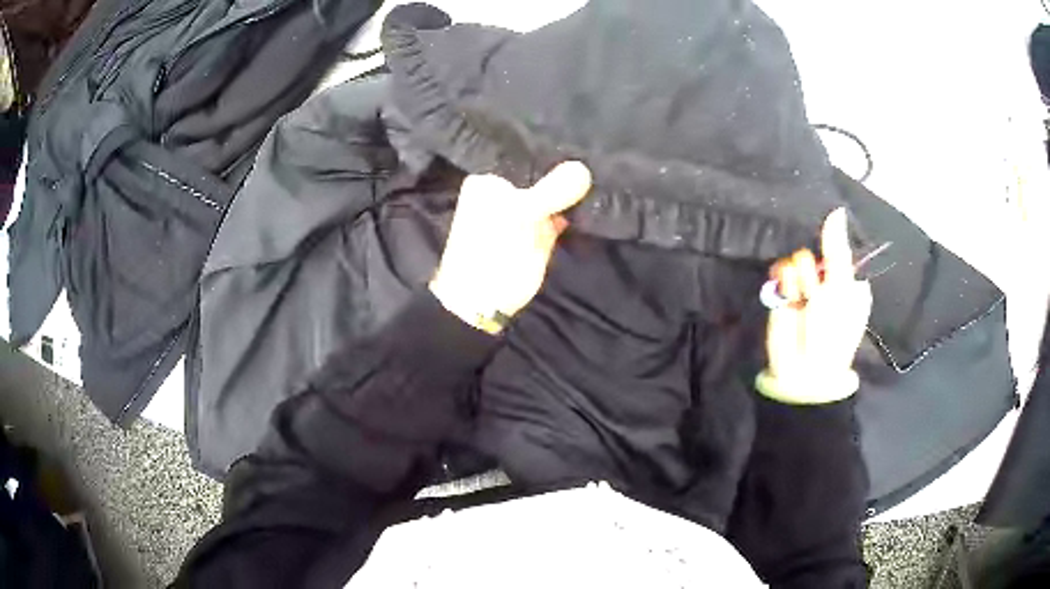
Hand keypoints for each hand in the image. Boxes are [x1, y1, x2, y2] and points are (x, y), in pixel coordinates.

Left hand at [429, 162, 592, 333]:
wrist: (483, 300)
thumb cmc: (490, 249)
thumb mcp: (518, 213)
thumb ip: (551, 190)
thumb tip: (584, 169)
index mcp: (492, 177)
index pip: (527, 151)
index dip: (553, 145)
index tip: (582, 139)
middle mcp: (510, 188)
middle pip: (545, 169)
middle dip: (568, 166)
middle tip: (600, 153)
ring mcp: (528, 209)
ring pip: (557, 190)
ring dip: (576, 186)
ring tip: (606, 169)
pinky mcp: (543, 230)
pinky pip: (565, 212)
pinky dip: (579, 208)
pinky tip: (600, 196)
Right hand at [761, 208, 872, 403]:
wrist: (802, 370)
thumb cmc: (833, 332)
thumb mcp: (841, 290)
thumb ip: (837, 249)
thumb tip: (837, 210)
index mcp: (851, 282)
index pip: (842, 249)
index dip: (837, 252)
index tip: (835, 268)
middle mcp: (830, 281)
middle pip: (820, 250)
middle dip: (818, 270)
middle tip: (819, 293)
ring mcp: (806, 287)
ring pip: (801, 257)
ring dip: (801, 278)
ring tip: (803, 299)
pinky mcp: (785, 293)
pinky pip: (783, 269)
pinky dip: (785, 280)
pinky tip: (789, 294)